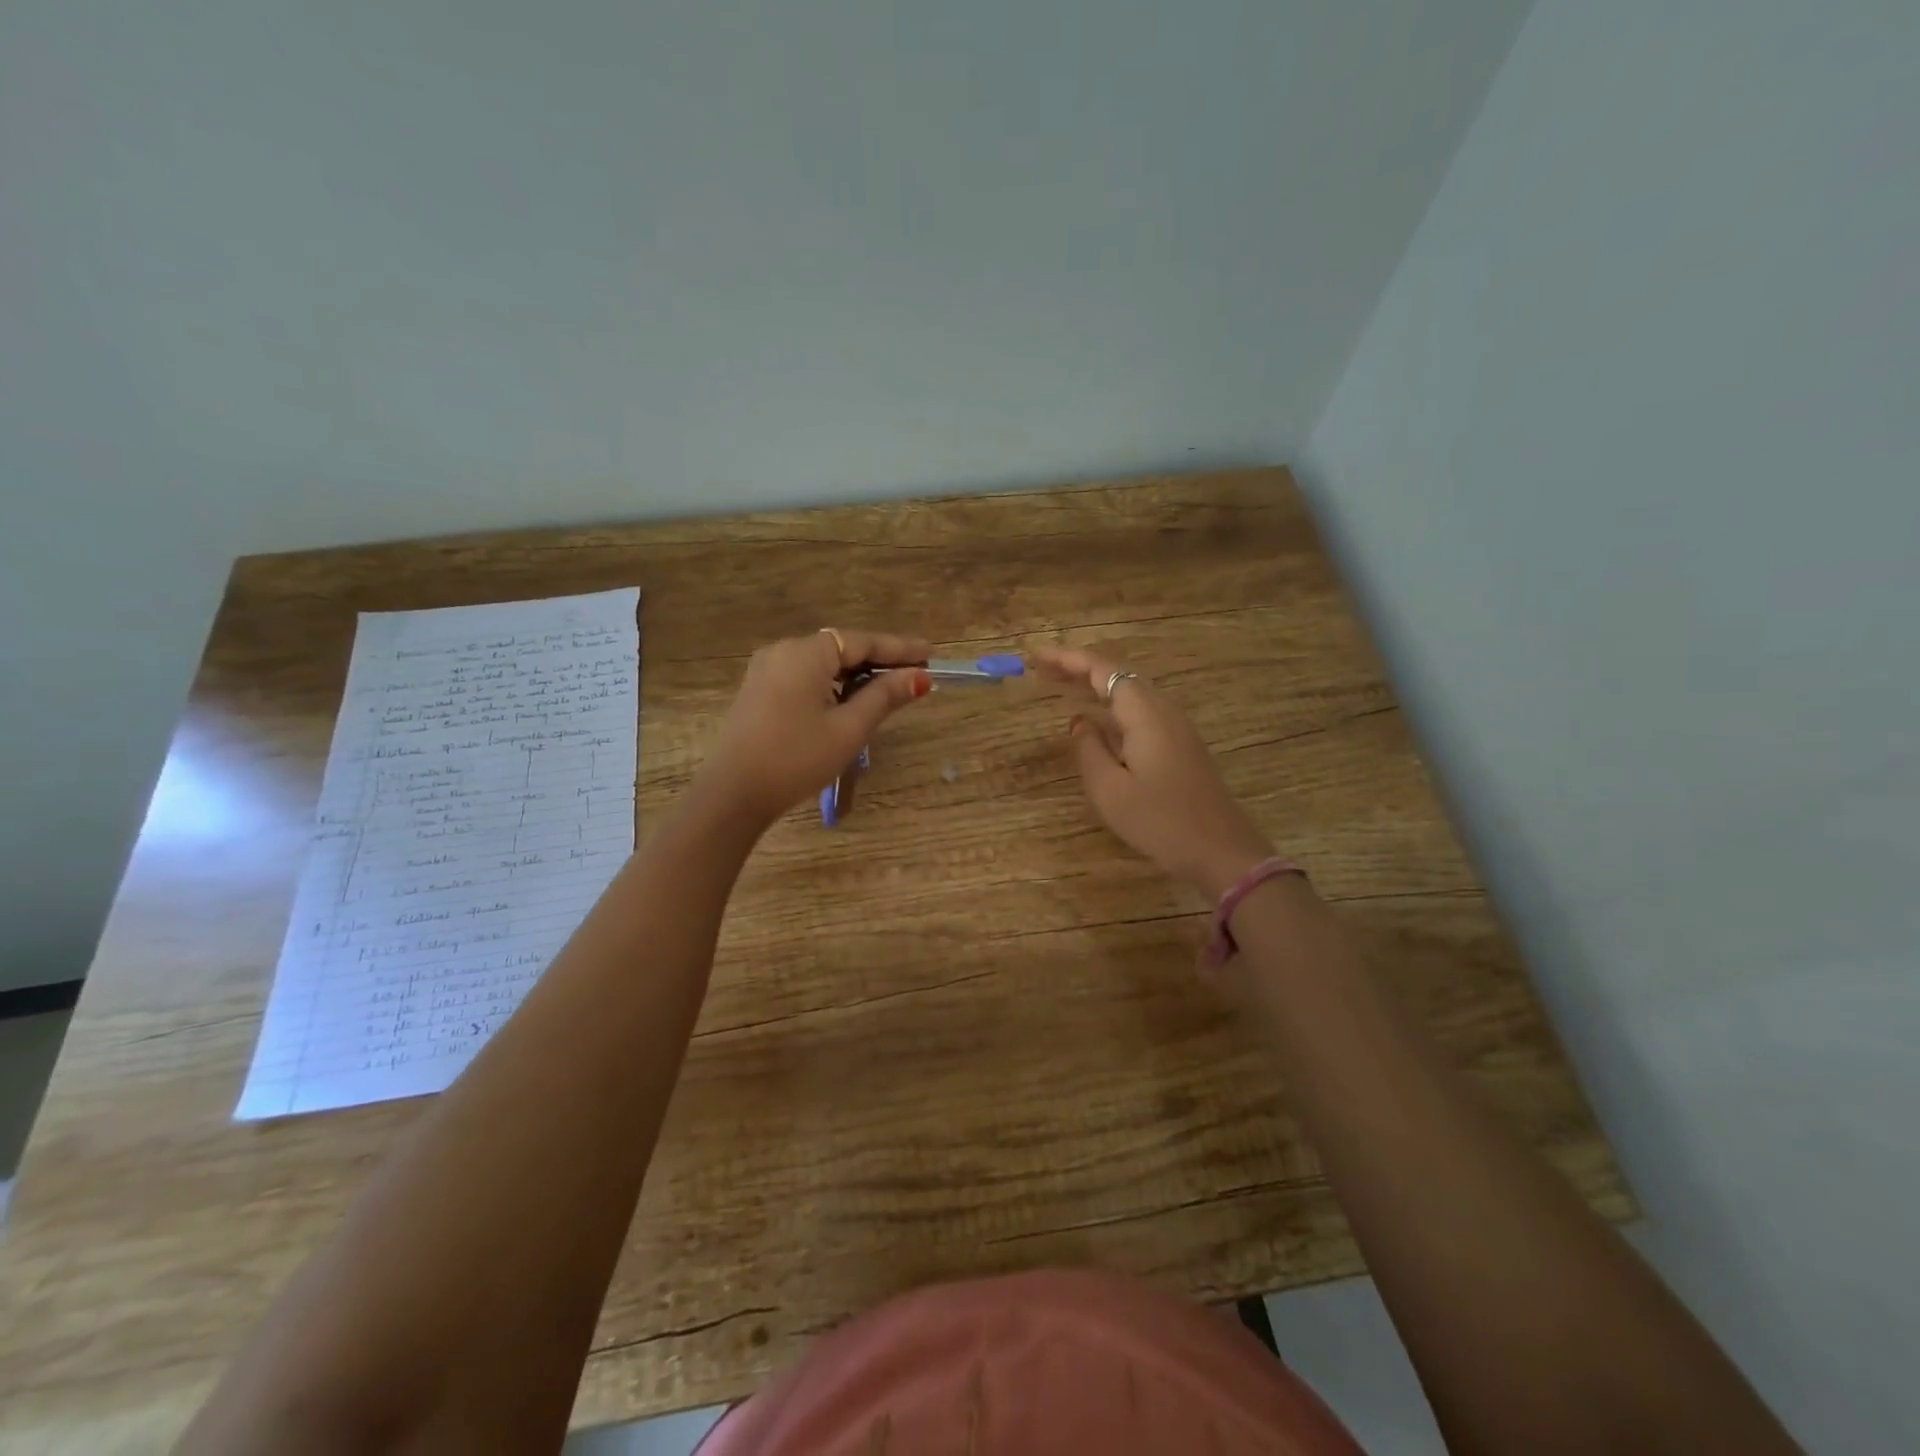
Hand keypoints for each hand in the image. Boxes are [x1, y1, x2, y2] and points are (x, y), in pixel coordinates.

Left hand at [698, 628, 931, 826]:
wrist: (733, 794)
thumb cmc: (797, 759)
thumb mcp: (849, 729)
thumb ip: (884, 697)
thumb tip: (920, 678)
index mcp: (806, 654)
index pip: (862, 641)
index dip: (899, 648)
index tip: (931, 653)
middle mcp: (784, 651)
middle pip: (842, 648)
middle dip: (879, 661)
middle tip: (916, 674)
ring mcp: (767, 670)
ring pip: (823, 664)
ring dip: (857, 674)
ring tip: (890, 690)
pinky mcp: (759, 691)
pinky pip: (806, 677)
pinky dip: (833, 684)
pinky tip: (851, 702)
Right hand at [1034, 645, 1276, 898]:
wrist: (1221, 851)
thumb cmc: (1160, 821)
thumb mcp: (1109, 790)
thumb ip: (1088, 749)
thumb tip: (1078, 721)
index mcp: (1145, 714)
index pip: (1102, 670)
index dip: (1068, 659)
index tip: (1036, 658)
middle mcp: (1163, 710)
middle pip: (1117, 675)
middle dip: (1078, 668)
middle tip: (1040, 670)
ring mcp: (1176, 727)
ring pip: (1130, 692)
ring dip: (1094, 686)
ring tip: (1060, 687)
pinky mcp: (1180, 745)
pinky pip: (1140, 711)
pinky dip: (1111, 705)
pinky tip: (1096, 719)